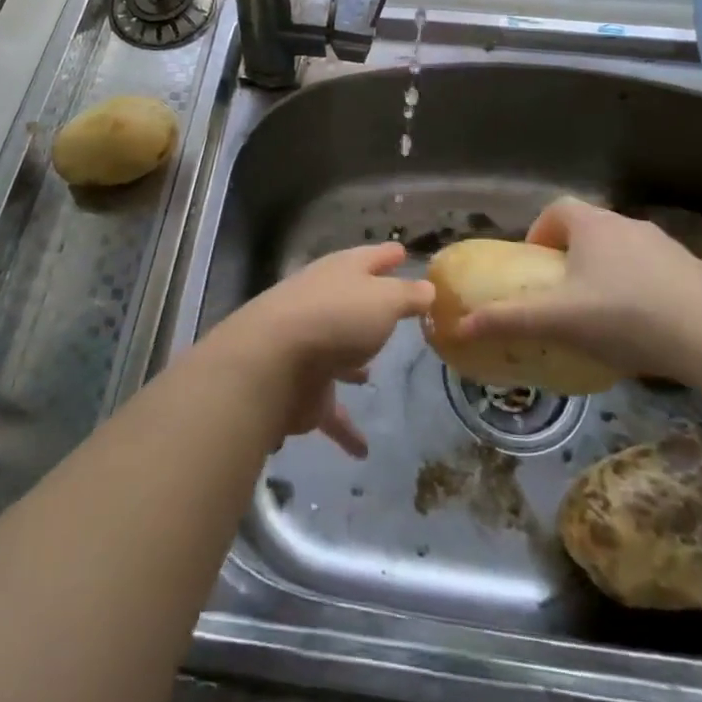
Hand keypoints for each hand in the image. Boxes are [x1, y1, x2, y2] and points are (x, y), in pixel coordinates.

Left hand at [203, 243, 432, 458]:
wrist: (273, 363)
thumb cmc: (337, 318)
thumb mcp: (385, 300)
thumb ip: (408, 295)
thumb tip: (428, 288)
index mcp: (341, 273)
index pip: (369, 258)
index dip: (387, 255)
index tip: (402, 252)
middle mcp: (323, 304)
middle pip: (350, 302)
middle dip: (369, 308)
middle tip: (393, 313)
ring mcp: (309, 346)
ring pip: (336, 353)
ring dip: (351, 363)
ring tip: (370, 374)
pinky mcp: (303, 389)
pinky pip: (331, 410)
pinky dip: (346, 428)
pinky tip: (362, 449)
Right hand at [451, 197, 701, 384]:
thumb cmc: (625, 317)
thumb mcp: (559, 320)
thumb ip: (509, 319)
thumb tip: (458, 326)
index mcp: (593, 225)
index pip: (557, 210)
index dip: (540, 232)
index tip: (537, 266)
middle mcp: (628, 224)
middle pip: (589, 229)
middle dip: (572, 256)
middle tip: (565, 294)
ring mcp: (666, 245)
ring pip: (623, 249)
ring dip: (607, 271)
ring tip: (603, 314)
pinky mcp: (695, 270)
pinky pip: (655, 271)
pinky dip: (641, 287)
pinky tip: (645, 326)